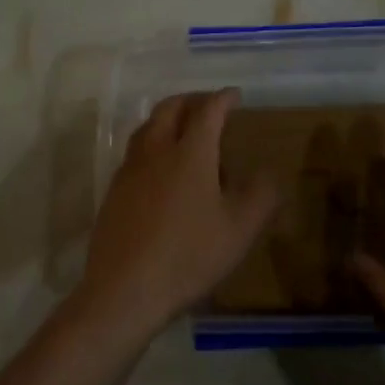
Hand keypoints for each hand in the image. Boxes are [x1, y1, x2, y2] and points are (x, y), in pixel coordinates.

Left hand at [73, 89, 280, 344]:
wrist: (124, 289)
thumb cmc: (188, 255)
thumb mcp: (239, 230)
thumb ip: (261, 196)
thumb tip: (270, 172)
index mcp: (190, 153)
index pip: (208, 111)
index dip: (223, 98)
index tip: (235, 95)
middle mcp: (157, 150)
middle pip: (171, 109)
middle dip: (192, 100)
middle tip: (208, 106)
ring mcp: (130, 169)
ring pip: (147, 127)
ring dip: (167, 119)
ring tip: (183, 131)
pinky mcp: (114, 190)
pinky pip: (135, 152)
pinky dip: (152, 144)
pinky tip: (160, 169)